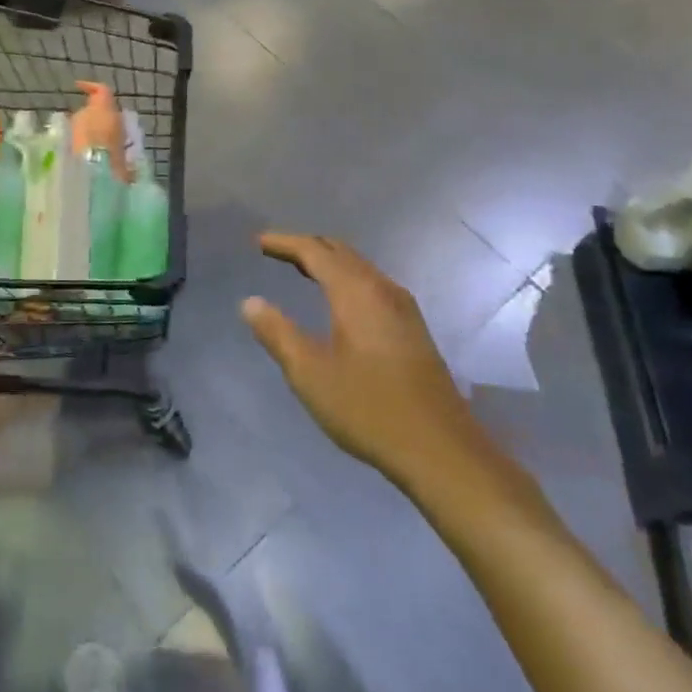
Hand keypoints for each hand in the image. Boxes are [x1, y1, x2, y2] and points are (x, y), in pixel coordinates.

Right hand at [243, 233, 509, 497]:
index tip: (258, 241)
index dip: (284, 242)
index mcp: (355, 292)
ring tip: (301, 269)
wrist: (441, 450)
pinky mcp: (413, 328)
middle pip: (340, 251)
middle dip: (306, 246)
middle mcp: (382, 289)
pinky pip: (371, 284)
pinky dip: (346, 278)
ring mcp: (403, 308)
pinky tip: (339, 301)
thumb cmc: (368, 408)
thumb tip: (250, 302)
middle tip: (276, 250)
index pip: (314, 251)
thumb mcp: (310, 374)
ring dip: (329, 262)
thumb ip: (277, 333)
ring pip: (359, 267)